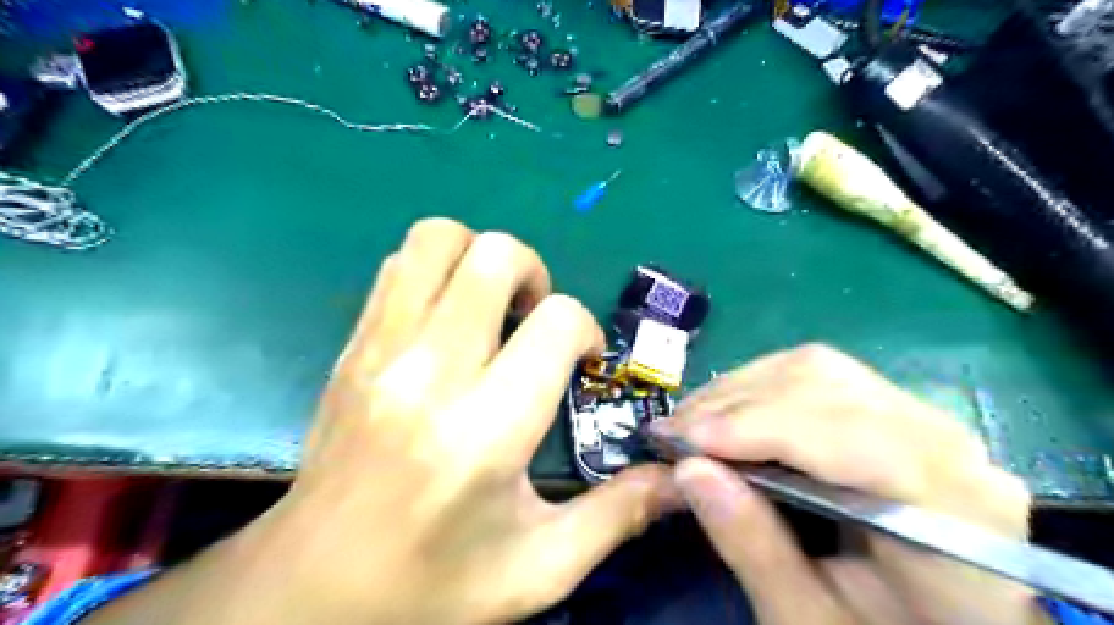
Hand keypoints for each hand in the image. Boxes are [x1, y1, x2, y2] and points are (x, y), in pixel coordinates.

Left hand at [87, 216, 678, 622]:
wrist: (307, 593)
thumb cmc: (431, 586)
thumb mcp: (540, 568)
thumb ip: (619, 515)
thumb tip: (678, 477)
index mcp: (486, 428)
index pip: (556, 322)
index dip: (584, 331)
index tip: (581, 364)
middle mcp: (430, 372)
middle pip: (493, 254)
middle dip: (534, 273)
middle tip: (535, 320)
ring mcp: (380, 351)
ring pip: (435, 239)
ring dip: (479, 258)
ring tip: (493, 309)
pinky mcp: (352, 348)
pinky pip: (398, 267)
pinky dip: (436, 273)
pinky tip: (449, 322)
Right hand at [660, 347, 1036, 624]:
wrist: (952, 624)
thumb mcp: (813, 620)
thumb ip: (755, 548)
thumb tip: (689, 470)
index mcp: (953, 512)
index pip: (850, 437)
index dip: (759, 428)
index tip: (685, 442)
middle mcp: (947, 443)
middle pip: (826, 386)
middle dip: (736, 403)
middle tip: (673, 431)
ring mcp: (923, 417)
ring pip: (817, 369)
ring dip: (742, 389)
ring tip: (693, 421)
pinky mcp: (894, 409)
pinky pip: (820, 376)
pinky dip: (760, 387)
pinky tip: (728, 413)